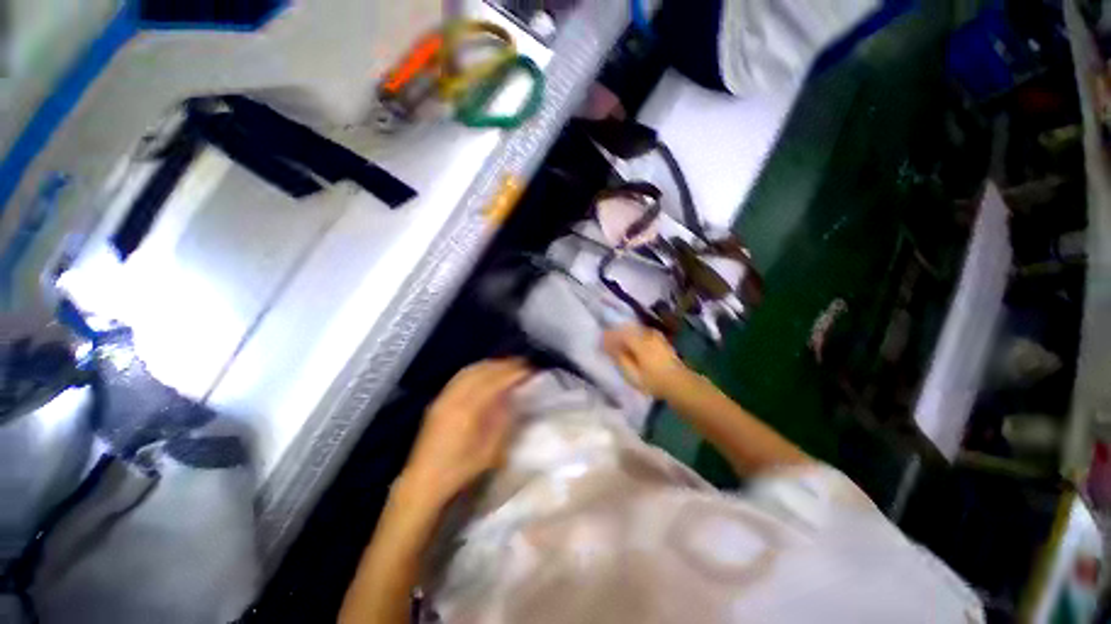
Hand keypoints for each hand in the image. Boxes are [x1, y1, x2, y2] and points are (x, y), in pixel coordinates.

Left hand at [399, 359, 531, 507]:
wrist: (423, 482)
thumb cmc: (459, 470)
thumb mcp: (489, 451)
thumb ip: (502, 420)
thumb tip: (513, 397)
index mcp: (467, 411)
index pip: (495, 382)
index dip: (513, 373)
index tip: (529, 370)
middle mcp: (454, 398)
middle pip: (482, 371)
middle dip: (504, 365)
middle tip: (522, 364)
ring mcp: (444, 397)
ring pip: (470, 370)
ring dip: (491, 365)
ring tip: (507, 366)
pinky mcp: (439, 400)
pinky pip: (460, 376)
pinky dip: (477, 369)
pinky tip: (485, 372)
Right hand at [602, 324, 689, 398]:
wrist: (680, 385)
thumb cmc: (653, 381)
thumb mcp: (631, 372)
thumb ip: (618, 357)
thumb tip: (608, 345)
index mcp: (639, 342)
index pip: (619, 333)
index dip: (608, 336)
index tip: (599, 342)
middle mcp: (647, 335)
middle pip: (627, 329)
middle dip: (616, 334)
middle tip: (607, 343)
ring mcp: (656, 336)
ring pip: (636, 330)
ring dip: (626, 335)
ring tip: (619, 345)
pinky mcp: (661, 341)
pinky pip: (643, 334)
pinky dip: (635, 337)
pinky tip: (633, 346)